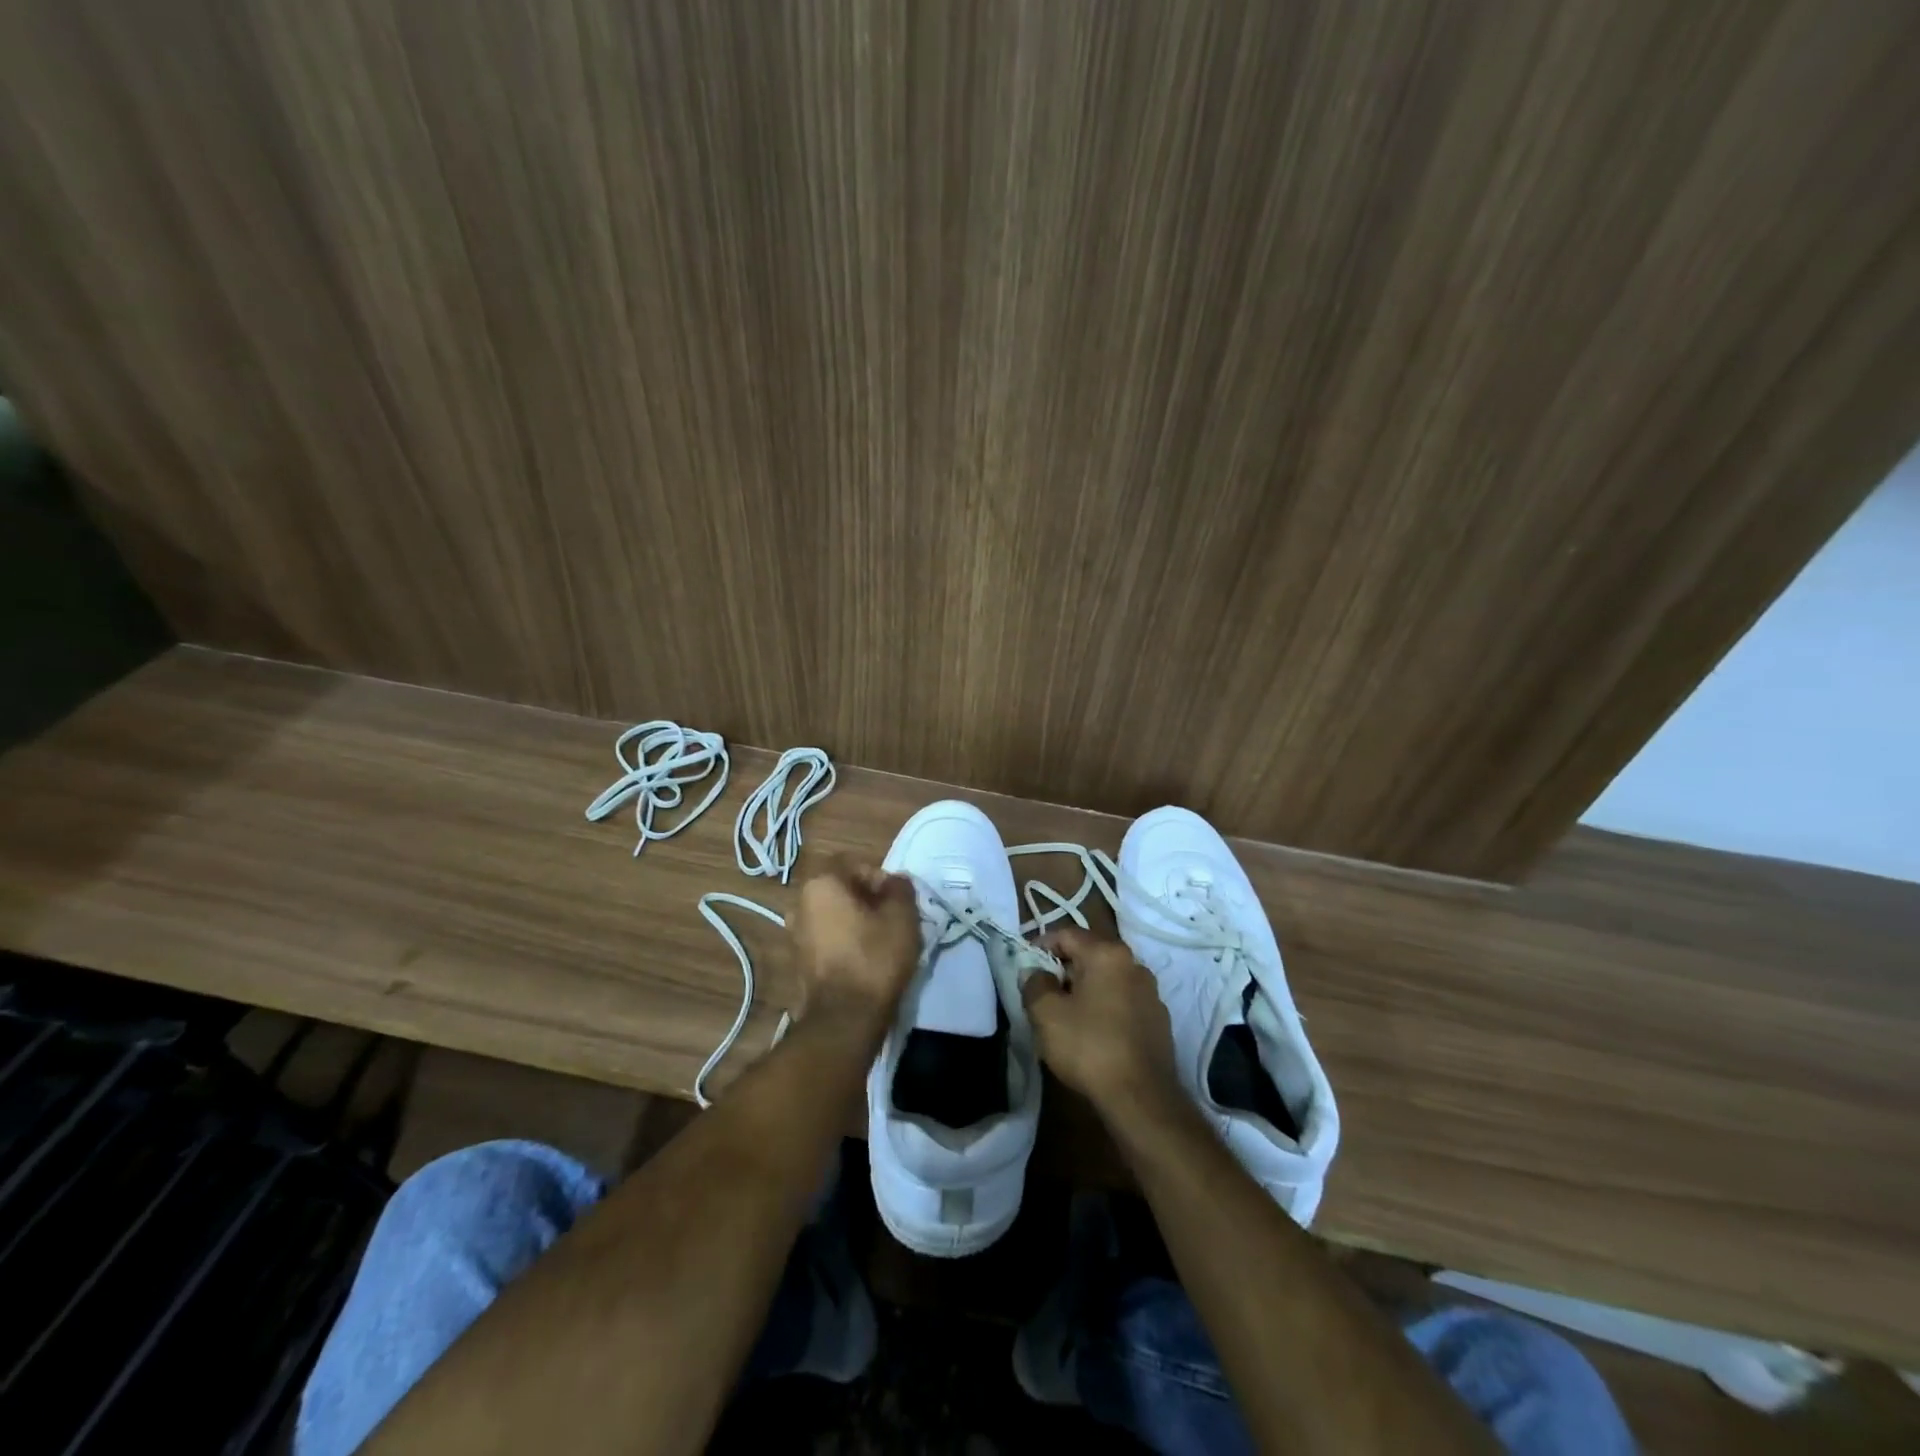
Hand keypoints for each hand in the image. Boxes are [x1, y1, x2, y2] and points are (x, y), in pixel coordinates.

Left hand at [789, 858, 920, 1024]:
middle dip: (868, 899)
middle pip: (841, 889)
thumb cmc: (874, 958)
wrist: (844, 1019)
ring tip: (881, 940)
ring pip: (833, 914)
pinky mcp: (798, 961)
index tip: (897, 900)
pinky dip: (845, 941)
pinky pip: (827, 938)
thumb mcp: (902, 917)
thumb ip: (900, 889)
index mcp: (820, 884)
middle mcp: (800, 903)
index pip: (854, 863)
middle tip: (893, 918)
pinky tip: (865, 959)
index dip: (880, 878)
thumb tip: (895, 881)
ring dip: (856, 921)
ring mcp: (794, 934)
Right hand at [1023, 927, 1180, 1116]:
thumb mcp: (1046, 1014)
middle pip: (1090, 955)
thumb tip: (1035, 972)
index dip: (1041, 946)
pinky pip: (1123, 1003)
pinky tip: (1093, 1034)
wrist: (1142, 1099)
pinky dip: (1105, 1008)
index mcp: (1107, 954)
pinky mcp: (1159, 1021)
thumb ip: (1034, 984)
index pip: (1067, 934)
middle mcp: (1135, 964)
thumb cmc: (1089, 1047)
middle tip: (1042, 993)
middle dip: (1063, 970)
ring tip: (1066, 1016)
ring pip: (1108, 980)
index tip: (1025, 966)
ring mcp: (1151, 993)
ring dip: (1085, 990)